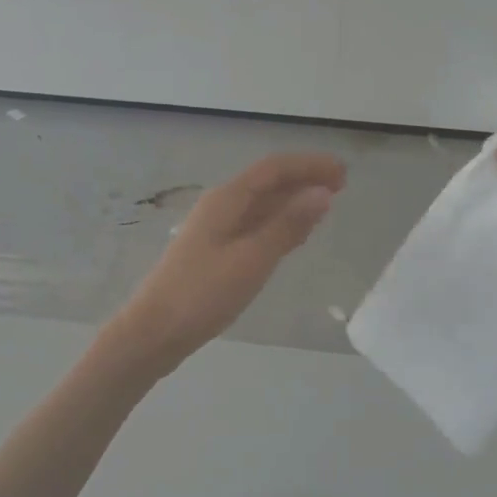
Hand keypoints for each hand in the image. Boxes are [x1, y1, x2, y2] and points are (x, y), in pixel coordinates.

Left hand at [107, 153, 345, 370]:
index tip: (343, 172)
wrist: (154, 331)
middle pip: (268, 182)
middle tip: (341, 185)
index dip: (309, 166)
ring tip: (325, 205)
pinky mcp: (215, 252)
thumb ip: (288, 225)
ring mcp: (216, 229)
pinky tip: (294, 235)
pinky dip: (279, 223)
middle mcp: (221, 206)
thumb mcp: (252, 258)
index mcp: (227, 199)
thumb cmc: (203, 293)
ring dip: (293, 200)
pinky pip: (255, 225)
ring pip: (262, 204)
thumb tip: (323, 193)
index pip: (274, 168)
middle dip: (304, 179)